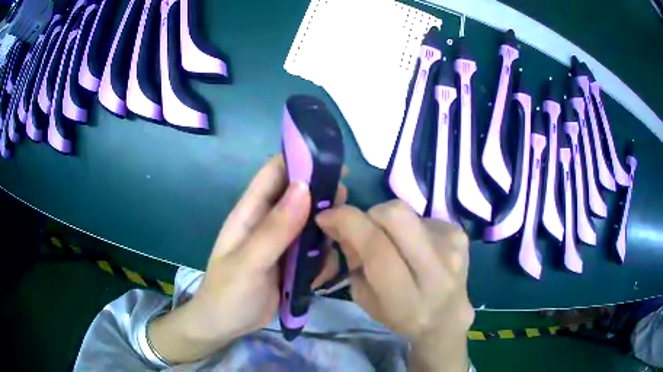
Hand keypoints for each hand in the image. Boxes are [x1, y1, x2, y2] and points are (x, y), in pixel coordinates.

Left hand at [148, 155, 345, 363]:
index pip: (274, 172)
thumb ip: (275, 229)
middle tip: (344, 202)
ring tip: (342, 239)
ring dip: (327, 228)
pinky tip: (327, 269)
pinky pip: (313, 251)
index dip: (300, 160)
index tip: (333, 161)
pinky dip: (324, 255)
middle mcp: (268, 222)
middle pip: (299, 195)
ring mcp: (281, 244)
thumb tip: (305, 188)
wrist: (225, 326)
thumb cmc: (228, 293)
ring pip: (310, 223)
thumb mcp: (249, 262)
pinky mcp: (291, 263)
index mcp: (251, 212)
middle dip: (322, 194)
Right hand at [316, 200, 472, 371]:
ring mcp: (453, 248)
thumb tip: (341, 224)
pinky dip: (411, 229)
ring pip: (409, 213)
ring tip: (395, 245)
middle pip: (396, 214)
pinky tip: (416, 248)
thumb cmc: (400, 316)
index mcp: (406, 298)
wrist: (447, 320)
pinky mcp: (461, 235)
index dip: (347, 222)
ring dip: (391, 224)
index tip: (327, 217)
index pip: (376, 246)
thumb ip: (353, 261)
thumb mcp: (365, 298)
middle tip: (365, 228)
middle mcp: (435, 270)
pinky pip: (424, 218)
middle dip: (371, 214)